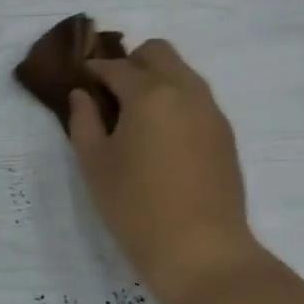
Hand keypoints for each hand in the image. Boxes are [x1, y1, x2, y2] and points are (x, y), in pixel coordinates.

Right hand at [67, 39, 265, 303]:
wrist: (201, 251)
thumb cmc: (136, 206)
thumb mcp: (94, 163)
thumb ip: (83, 120)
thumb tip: (82, 95)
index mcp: (149, 93)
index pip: (115, 66)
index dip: (92, 70)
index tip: (79, 81)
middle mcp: (185, 91)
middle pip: (158, 52)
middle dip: (130, 62)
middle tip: (110, 95)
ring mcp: (211, 112)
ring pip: (182, 72)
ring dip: (156, 80)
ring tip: (134, 117)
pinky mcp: (224, 134)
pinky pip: (196, 98)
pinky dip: (175, 101)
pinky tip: (160, 137)